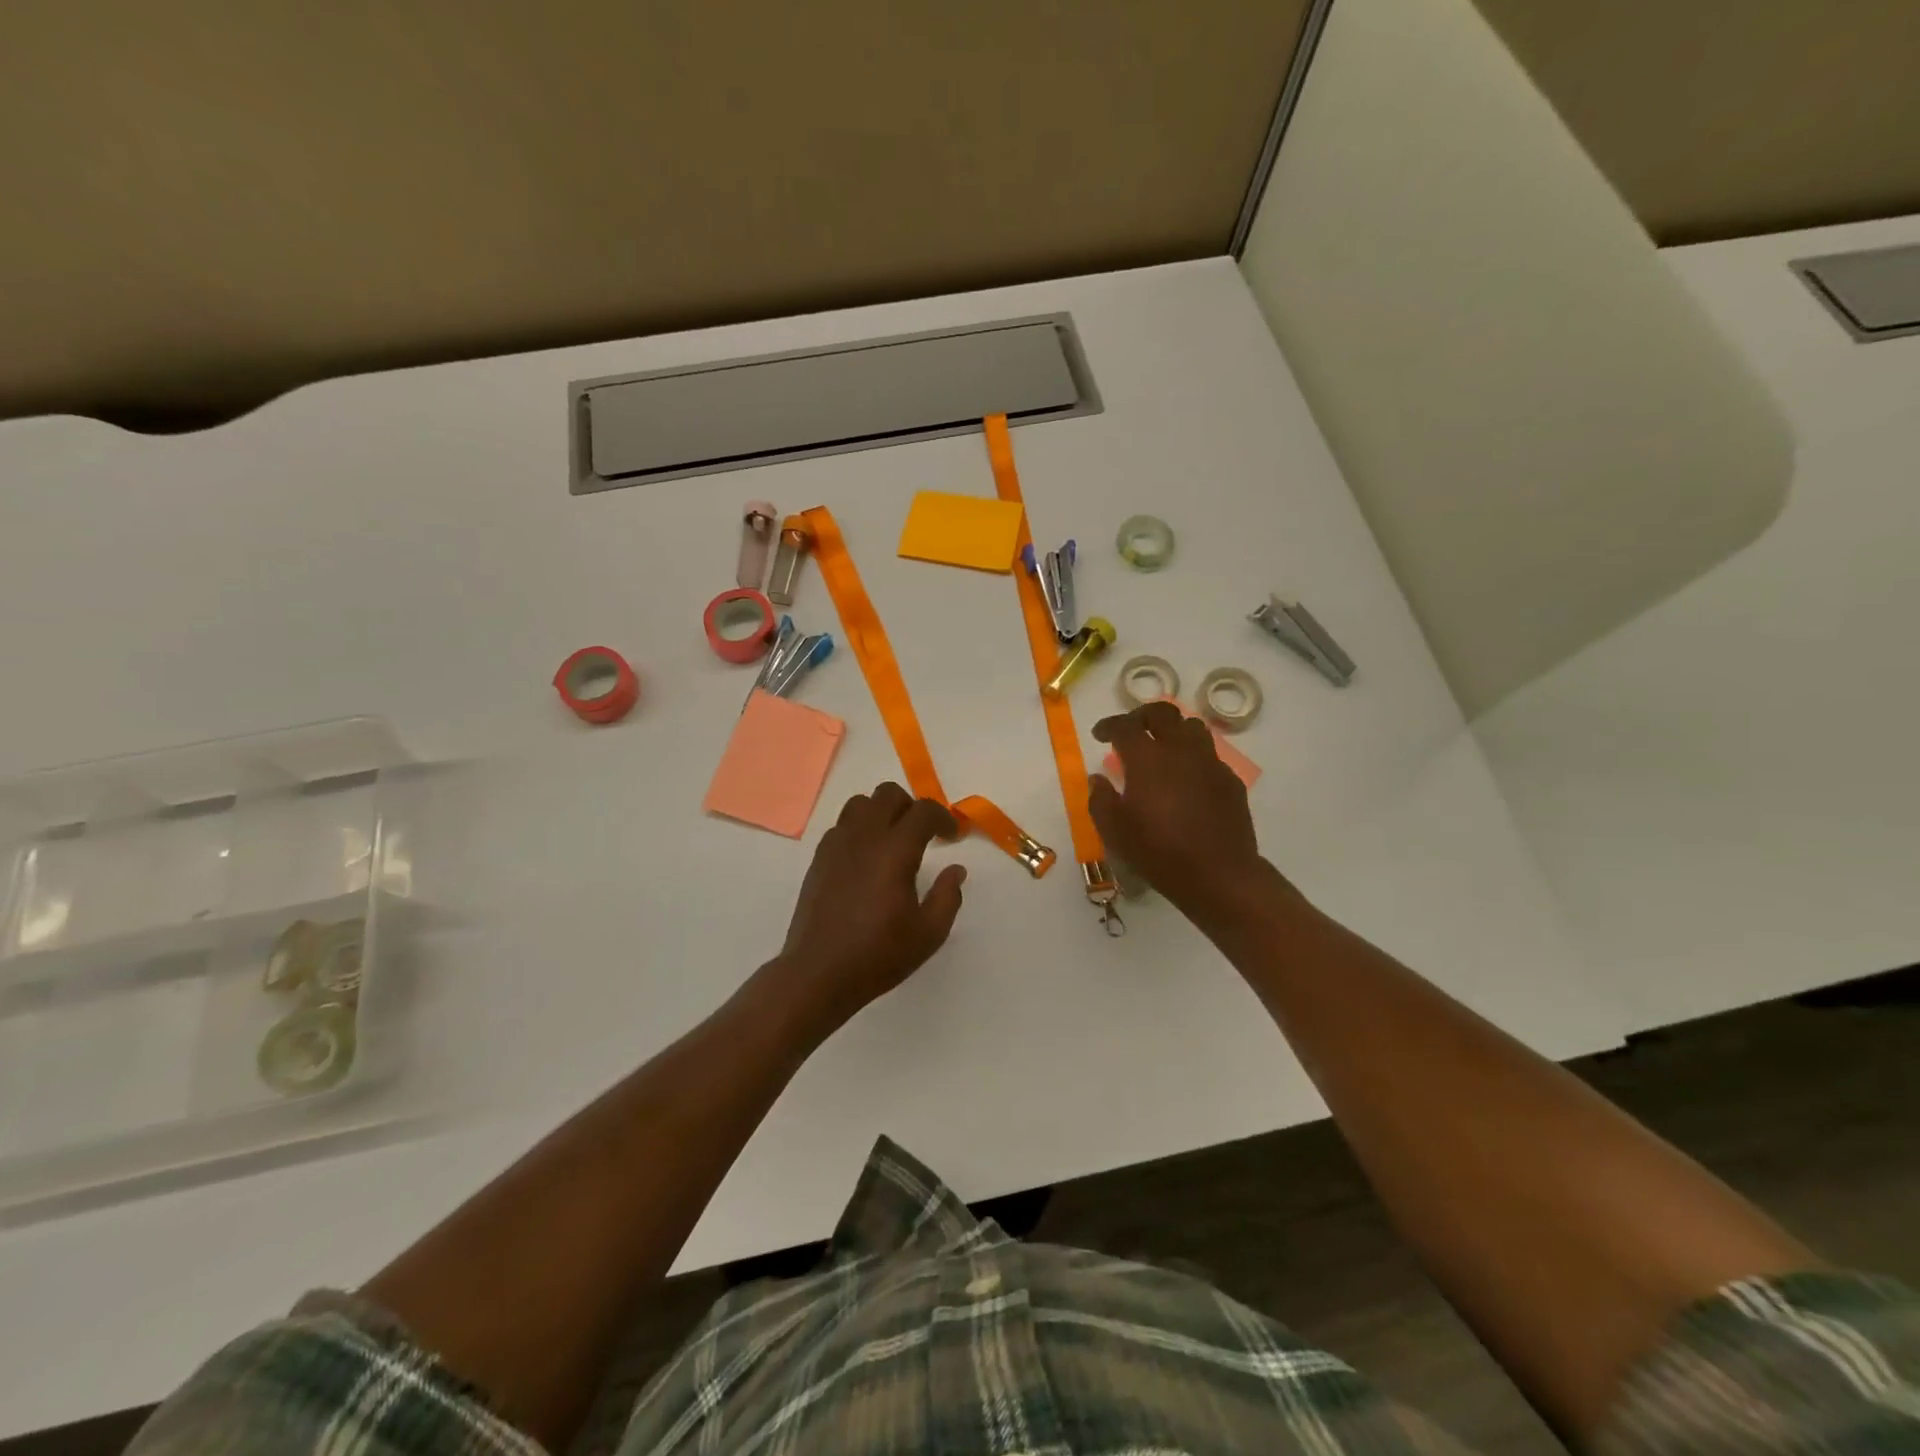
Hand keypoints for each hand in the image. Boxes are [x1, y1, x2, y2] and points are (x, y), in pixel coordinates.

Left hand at [773, 782, 967, 1034]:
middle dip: (911, 807)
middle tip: (923, 835)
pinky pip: (841, 825)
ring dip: (882, 812)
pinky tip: (866, 858)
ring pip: (860, 803)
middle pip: (888, 794)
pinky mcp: (819, 858)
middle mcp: (864, 837)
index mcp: (895, 851)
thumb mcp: (928, 934)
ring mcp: (836, 845)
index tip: (952, 836)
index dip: (943, 817)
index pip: (923, 811)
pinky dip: (859, 829)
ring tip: (892, 840)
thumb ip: (948, 897)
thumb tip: (955, 870)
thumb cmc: (878, 955)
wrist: (819, 973)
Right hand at [1090, 703, 1267, 916]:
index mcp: (1147, 759)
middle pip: (1163, 713)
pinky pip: (1210, 756)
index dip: (1109, 725)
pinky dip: (1193, 758)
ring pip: (1192, 727)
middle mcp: (1180, 751)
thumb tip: (1098, 779)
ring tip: (1163, 749)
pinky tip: (1187, 780)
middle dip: (1142, 716)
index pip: (1125, 726)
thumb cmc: (1158, 852)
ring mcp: (1210, 763)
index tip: (1100, 735)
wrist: (1219, 875)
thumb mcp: (1115, 831)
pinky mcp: (1230, 780)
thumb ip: (1100, 799)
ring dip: (1173, 731)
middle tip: (1132, 730)